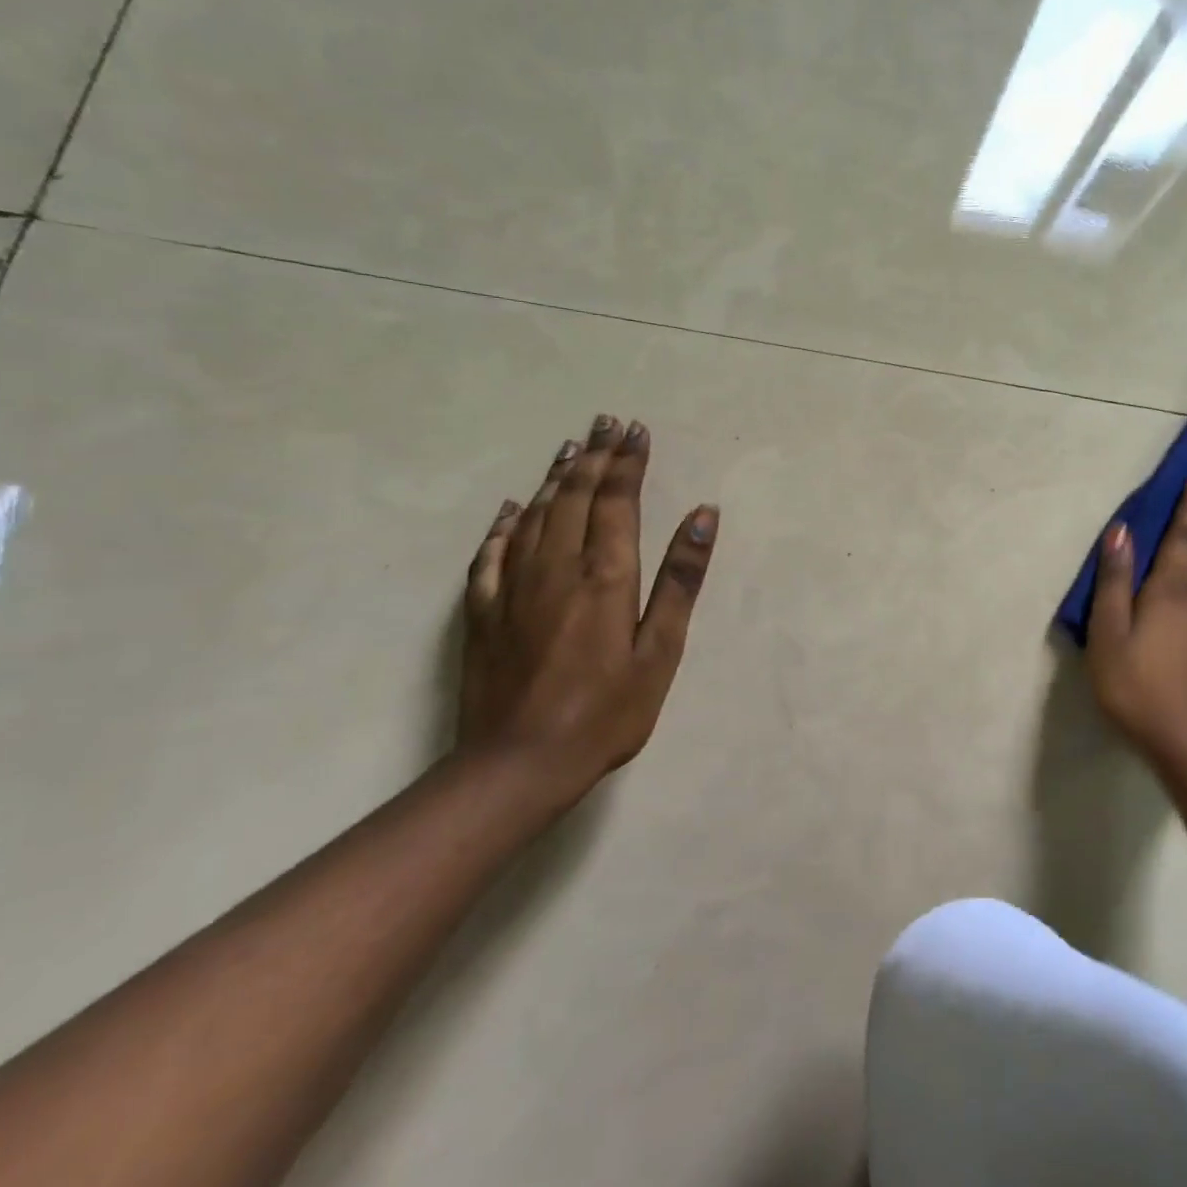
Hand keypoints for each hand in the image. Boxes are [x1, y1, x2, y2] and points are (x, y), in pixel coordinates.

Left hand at [459, 414, 718, 804]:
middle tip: (605, 423)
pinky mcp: (483, 610)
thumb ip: (680, 579)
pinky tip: (514, 507)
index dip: (628, 462)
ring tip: (571, 447)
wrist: (517, 764)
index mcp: (604, 574)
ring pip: (536, 514)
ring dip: (557, 477)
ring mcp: (513, 586)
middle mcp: (556, 566)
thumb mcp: (660, 651)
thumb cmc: (606, 711)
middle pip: (575, 496)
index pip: (617, 500)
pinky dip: (506, 523)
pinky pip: (492, 551)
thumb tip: (703, 515)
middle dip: (594, 456)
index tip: (636, 430)